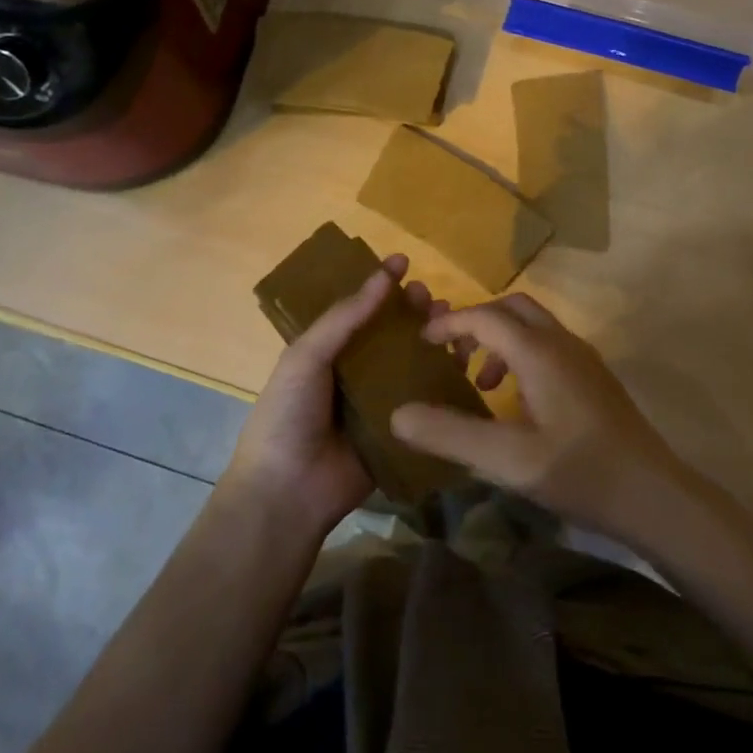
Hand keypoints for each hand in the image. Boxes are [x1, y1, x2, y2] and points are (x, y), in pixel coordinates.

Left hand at [222, 254, 457, 541]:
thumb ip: (344, 317)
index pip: (358, 311)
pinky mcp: (400, 431)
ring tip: (452, 324)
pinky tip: (463, 362)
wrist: (288, 491)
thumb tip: (382, 275)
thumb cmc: (288, 414)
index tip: (403, 261)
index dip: (379, 286)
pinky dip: (444, 380)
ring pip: (412, 363)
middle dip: (412, 312)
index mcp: (327, 353)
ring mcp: (379, 403)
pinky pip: (425, 401)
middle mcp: (355, 373)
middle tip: (431, 298)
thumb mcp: (306, 356)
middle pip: (391, 334)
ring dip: (432, 340)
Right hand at [390, 295, 705, 547]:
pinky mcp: (594, 378)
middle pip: (512, 309)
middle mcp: (563, 343)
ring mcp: (584, 359)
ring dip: (500, 339)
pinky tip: (516, 402)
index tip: (421, 342)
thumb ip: (450, 434)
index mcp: (539, 352)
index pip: (485, 317)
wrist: (653, 495)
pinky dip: (521, 356)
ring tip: (480, 383)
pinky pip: (549, 346)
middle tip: (451, 355)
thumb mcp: (507, 460)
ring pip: (533, 326)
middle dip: (477, 323)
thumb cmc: (579, 472)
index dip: (450, 324)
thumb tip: (397, 414)